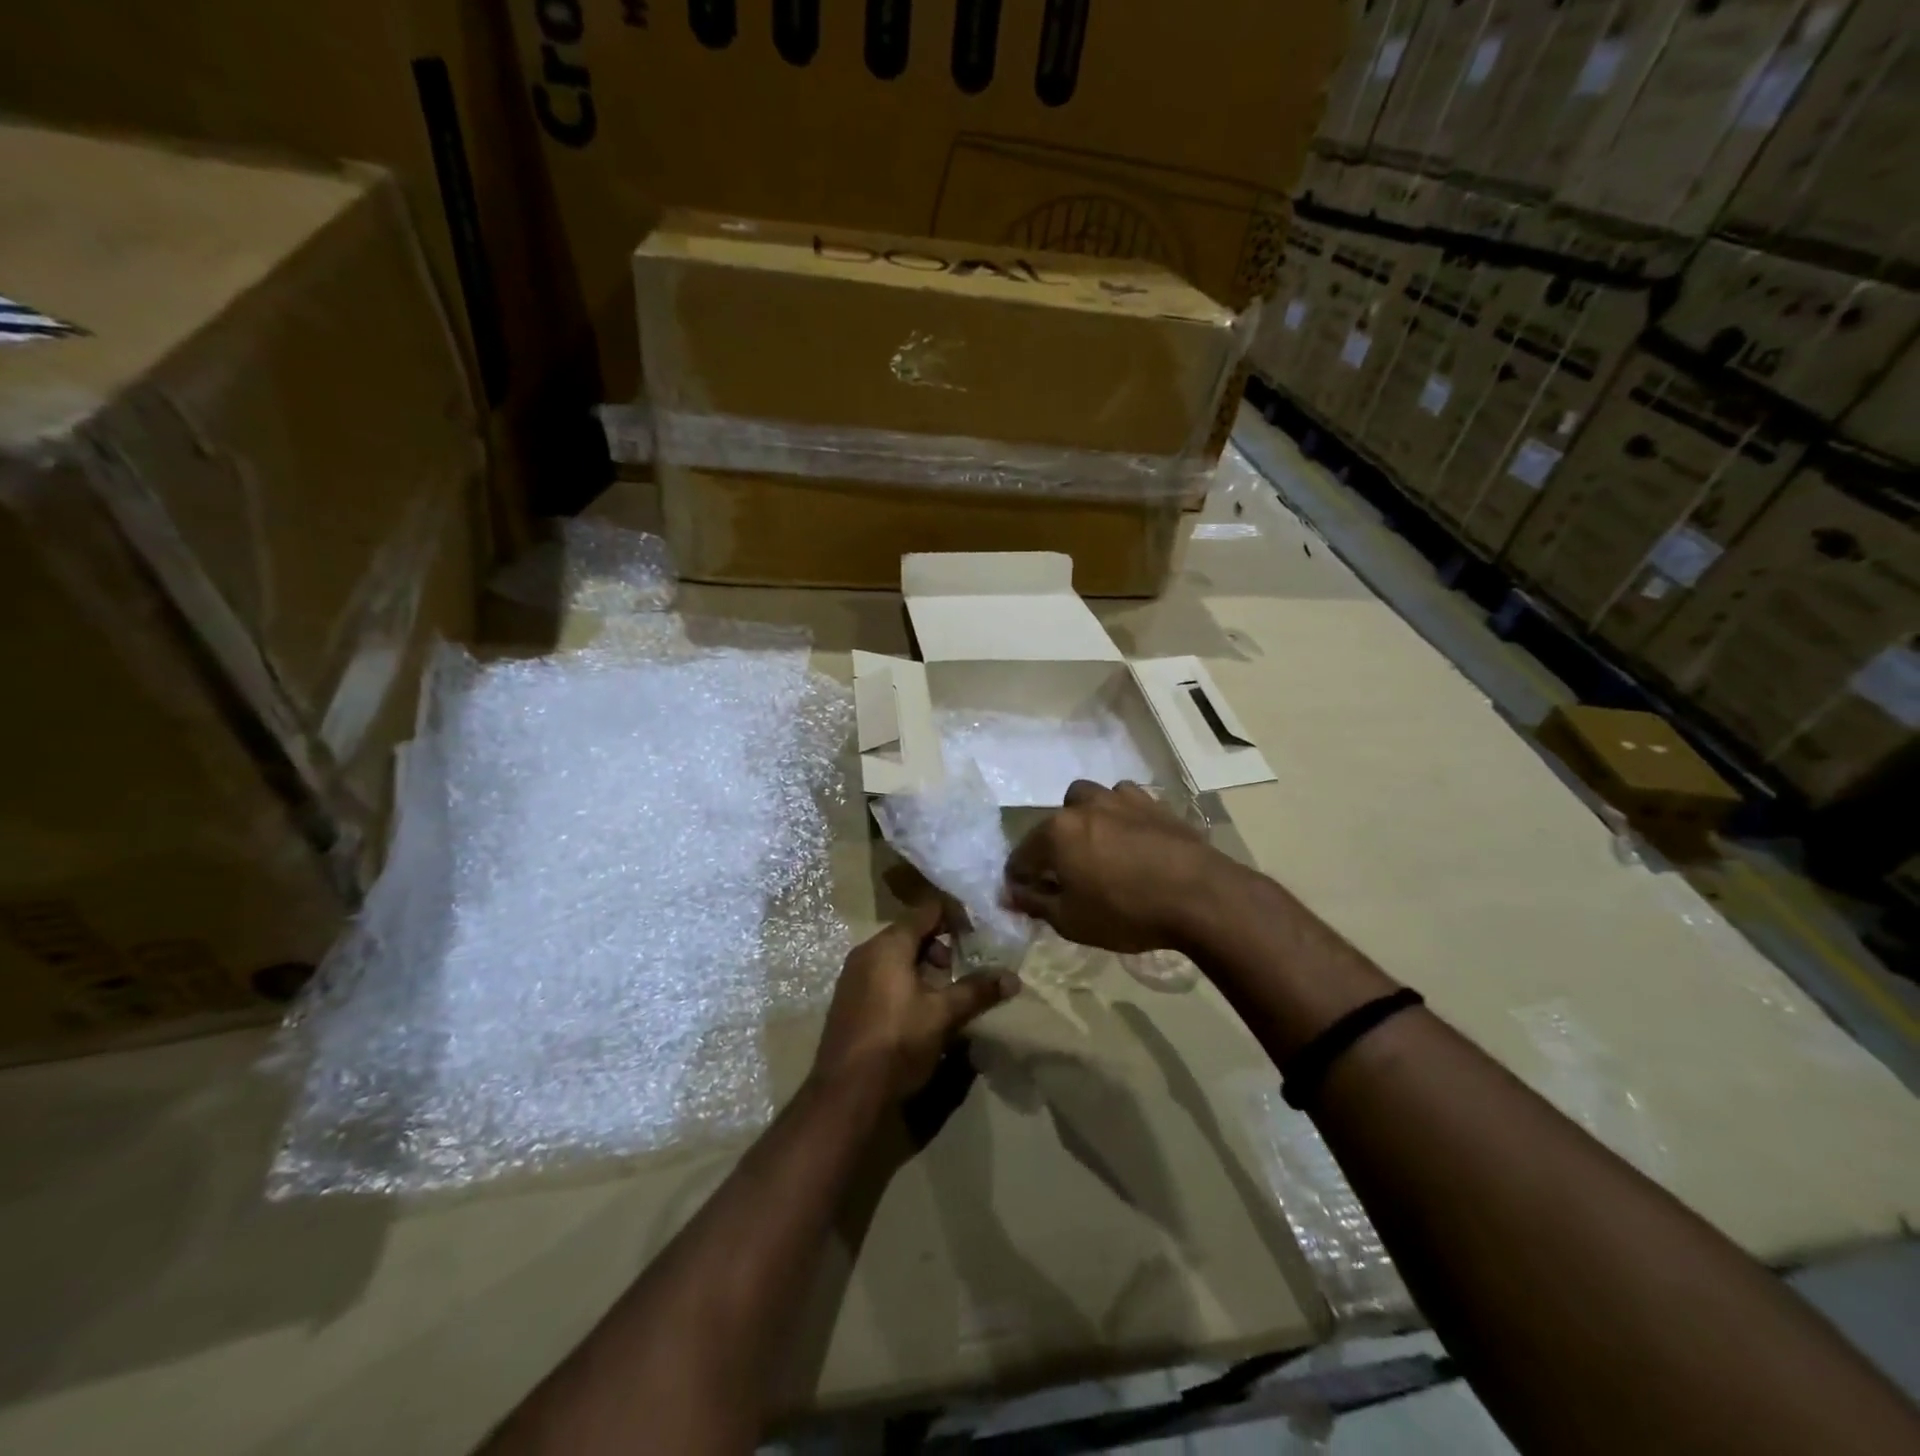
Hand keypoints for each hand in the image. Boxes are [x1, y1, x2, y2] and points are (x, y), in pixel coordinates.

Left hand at [811, 900, 1019, 1102]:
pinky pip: (883, 977)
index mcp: (888, 944)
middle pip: (912, 933)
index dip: (956, 917)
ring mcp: (853, 977)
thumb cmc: (897, 1042)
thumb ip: (976, 991)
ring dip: (924, 969)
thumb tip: (1012, 978)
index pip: (928, 911)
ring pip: (897, 958)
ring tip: (946, 997)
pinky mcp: (849, 1001)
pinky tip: (920, 1013)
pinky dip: (905, 984)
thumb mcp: (943, 1015)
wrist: (846, 1095)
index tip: (980, 935)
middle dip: (942, 948)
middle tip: (963, 972)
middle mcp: (867, 952)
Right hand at [1004, 780, 1237, 954]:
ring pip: (1088, 800)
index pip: (1021, 855)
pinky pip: (1124, 801)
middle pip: (1053, 823)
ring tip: (1098, 848)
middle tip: (1065, 876)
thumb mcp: (1070, 920)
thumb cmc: (1126, 912)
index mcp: (1056, 832)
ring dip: (1084, 820)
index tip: (1025, 898)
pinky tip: (1131, 838)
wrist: (1200, 895)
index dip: (1019, 879)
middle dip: (1051, 847)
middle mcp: (1083, 806)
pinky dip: (1119, 815)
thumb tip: (1010, 893)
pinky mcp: (1152, 802)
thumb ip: (1035, 903)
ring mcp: (1119, 799)